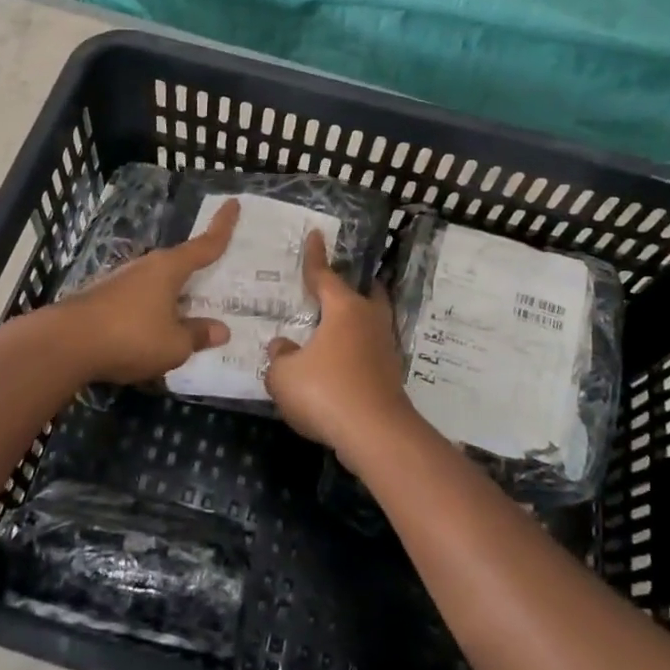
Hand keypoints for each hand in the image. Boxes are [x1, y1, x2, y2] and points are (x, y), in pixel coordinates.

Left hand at [53, 199, 238, 384]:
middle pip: (179, 265)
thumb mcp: (174, 345)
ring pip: (157, 285)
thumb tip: (220, 330)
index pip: (204, 244)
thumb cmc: (130, 337)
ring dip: (172, 297)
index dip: (222, 226)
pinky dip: (152, 312)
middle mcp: (146, 267)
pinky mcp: (102, 300)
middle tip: (217, 279)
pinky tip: (154, 332)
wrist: (65, 345)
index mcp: (169, 269)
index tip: (233, 204)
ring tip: (188, 316)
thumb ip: (197, 335)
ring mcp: (120, 282)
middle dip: (197, 272)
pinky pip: (139, 302)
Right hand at [263, 230, 415, 454]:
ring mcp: (385, 348)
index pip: (324, 274)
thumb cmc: (326, 392)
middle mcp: (369, 320)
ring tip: (334, 327)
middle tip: (336, 285)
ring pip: (370, 323)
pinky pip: (370, 351)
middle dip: (352, 286)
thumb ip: (279, 356)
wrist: (375, 435)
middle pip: (364, 293)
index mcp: (343, 309)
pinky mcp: (391, 375)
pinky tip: (339, 363)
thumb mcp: (284, 375)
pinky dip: (356, 350)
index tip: (315, 234)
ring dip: (355, 322)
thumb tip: (283, 346)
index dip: (315, 256)